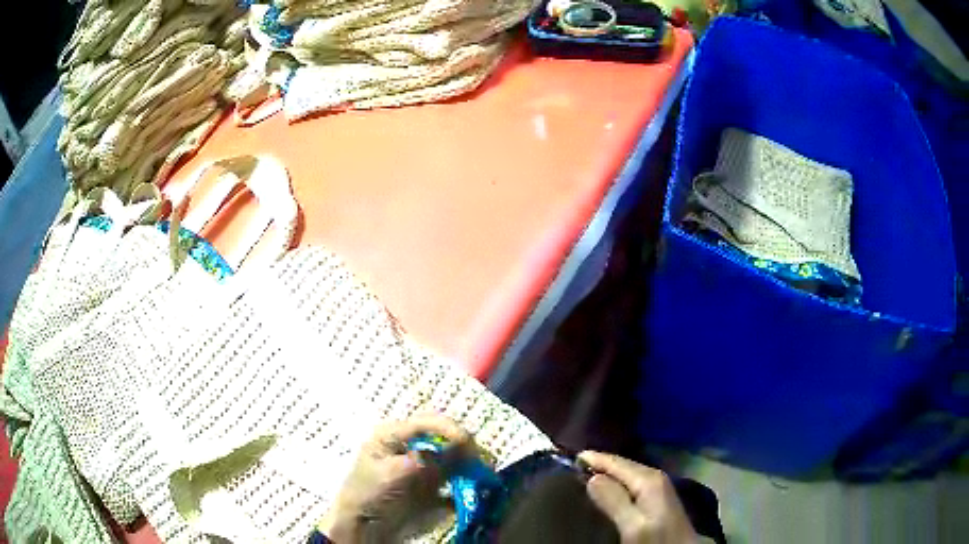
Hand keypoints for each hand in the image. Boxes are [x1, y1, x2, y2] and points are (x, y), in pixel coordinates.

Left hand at [318, 415, 474, 542]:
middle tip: (482, 462)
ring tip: (484, 477)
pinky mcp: (428, 489)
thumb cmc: (369, 493)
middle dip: (465, 448)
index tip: (469, 444)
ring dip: (468, 467)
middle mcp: (409, 447)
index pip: (428, 423)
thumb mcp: (394, 473)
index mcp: (394, 435)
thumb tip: (460, 446)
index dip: (451, 429)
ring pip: (452, 460)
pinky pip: (452, 483)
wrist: (362, 525)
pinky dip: (464, 487)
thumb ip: (426, 460)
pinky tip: (473, 493)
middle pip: (443, 439)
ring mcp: (420, 468)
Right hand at [579, 451, 697, 543]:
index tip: (567, 458)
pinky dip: (615, 484)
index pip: (615, 462)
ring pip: (626, 475)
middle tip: (570, 467)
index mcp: (649, 479)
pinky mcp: (656, 499)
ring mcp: (657, 488)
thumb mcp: (633, 526)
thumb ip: (615, 501)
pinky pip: (630, 484)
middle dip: (598, 464)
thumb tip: (592, 477)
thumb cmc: (657, 540)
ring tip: (582, 476)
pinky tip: (605, 492)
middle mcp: (654, 477)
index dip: (593, 459)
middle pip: (621, 465)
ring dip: (606, 474)